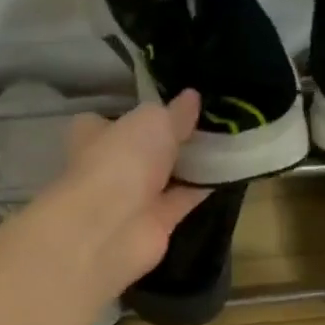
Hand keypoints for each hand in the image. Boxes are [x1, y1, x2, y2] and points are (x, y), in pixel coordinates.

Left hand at [54, 90, 208, 294]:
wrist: (112, 227)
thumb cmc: (122, 160)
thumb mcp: (153, 121)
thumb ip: (175, 112)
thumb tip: (192, 97)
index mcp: (95, 134)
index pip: (116, 119)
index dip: (142, 113)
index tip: (175, 104)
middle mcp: (111, 166)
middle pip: (145, 149)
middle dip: (171, 140)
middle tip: (211, 121)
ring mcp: (132, 198)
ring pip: (166, 176)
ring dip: (190, 165)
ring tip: (228, 142)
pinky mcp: (155, 223)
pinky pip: (183, 200)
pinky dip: (202, 189)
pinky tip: (228, 173)